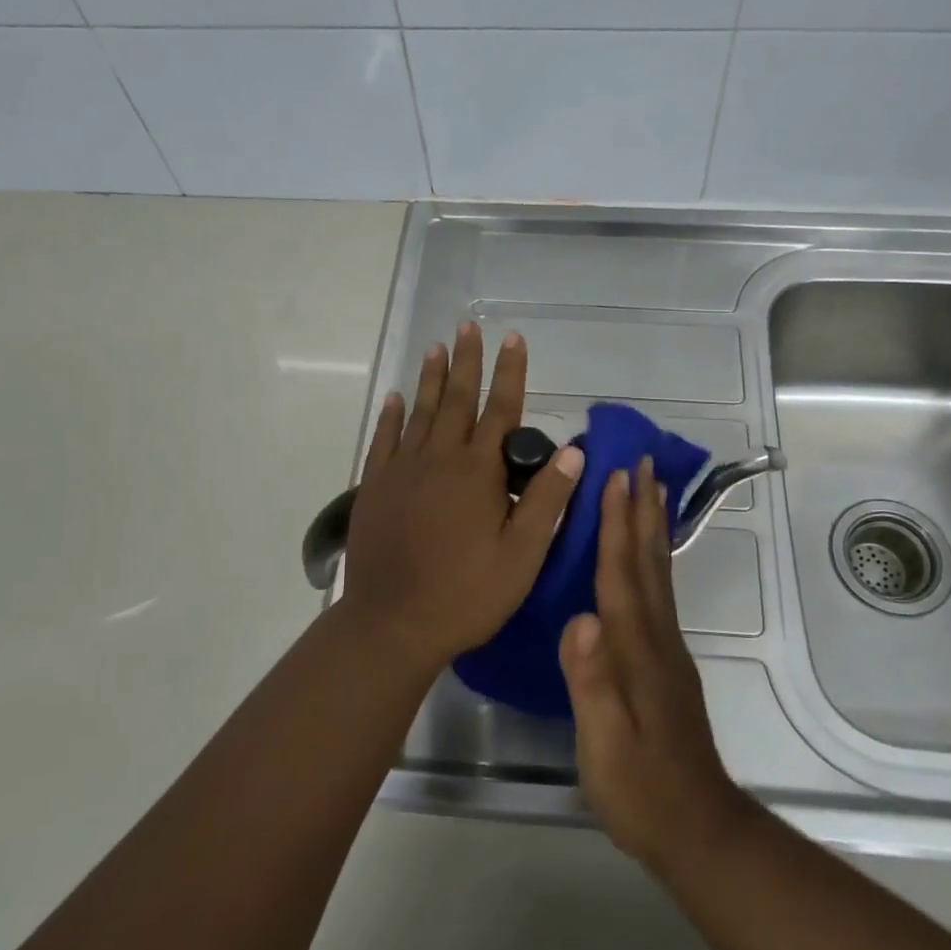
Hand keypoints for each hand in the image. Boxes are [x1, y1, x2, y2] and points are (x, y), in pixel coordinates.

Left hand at [343, 321, 584, 674]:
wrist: (393, 623)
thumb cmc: (466, 594)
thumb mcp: (521, 556)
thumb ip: (547, 500)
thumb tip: (575, 450)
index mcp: (478, 473)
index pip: (501, 411)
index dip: (510, 373)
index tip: (513, 339)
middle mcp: (439, 459)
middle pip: (458, 400)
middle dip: (468, 361)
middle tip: (470, 326)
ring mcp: (402, 470)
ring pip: (421, 412)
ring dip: (432, 378)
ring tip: (438, 347)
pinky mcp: (375, 486)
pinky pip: (384, 439)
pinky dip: (392, 415)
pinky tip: (397, 397)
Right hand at [559, 459, 753, 876]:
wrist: (698, 829)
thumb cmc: (640, 789)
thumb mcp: (603, 745)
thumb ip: (590, 683)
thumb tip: (578, 618)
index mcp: (634, 650)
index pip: (622, 574)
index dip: (617, 524)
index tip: (616, 477)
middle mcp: (657, 637)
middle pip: (648, 560)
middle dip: (642, 508)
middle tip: (642, 461)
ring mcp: (667, 648)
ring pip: (659, 571)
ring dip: (653, 525)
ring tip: (653, 489)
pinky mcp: (669, 661)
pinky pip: (660, 591)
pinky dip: (656, 559)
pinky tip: (651, 553)